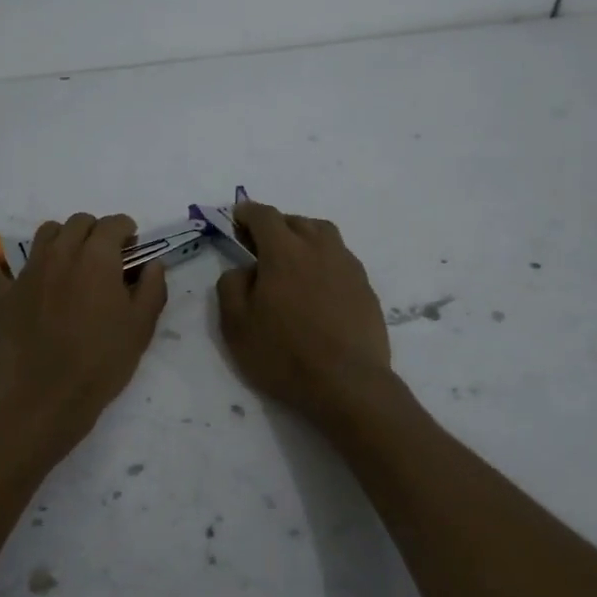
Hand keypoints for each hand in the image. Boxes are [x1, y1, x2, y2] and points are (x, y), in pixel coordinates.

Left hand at [0, 212, 167, 439]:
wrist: (46, 399)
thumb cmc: (102, 362)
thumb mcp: (142, 327)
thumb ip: (152, 288)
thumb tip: (153, 264)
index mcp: (96, 258)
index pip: (114, 224)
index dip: (127, 231)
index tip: (132, 249)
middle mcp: (60, 254)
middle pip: (78, 223)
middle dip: (95, 232)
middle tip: (105, 259)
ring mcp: (26, 273)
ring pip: (43, 235)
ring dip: (60, 240)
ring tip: (69, 265)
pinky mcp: (1, 296)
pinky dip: (2, 268)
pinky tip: (12, 278)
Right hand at [216, 202, 394, 422]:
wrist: (347, 383)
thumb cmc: (284, 354)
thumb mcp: (236, 325)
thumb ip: (231, 286)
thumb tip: (244, 269)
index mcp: (284, 251)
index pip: (264, 216)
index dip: (247, 213)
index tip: (237, 219)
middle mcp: (320, 248)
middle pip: (297, 221)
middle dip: (276, 226)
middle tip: (261, 246)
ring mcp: (348, 266)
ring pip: (324, 236)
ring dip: (304, 238)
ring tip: (292, 261)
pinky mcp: (365, 287)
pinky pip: (340, 259)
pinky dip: (324, 261)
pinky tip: (317, 286)